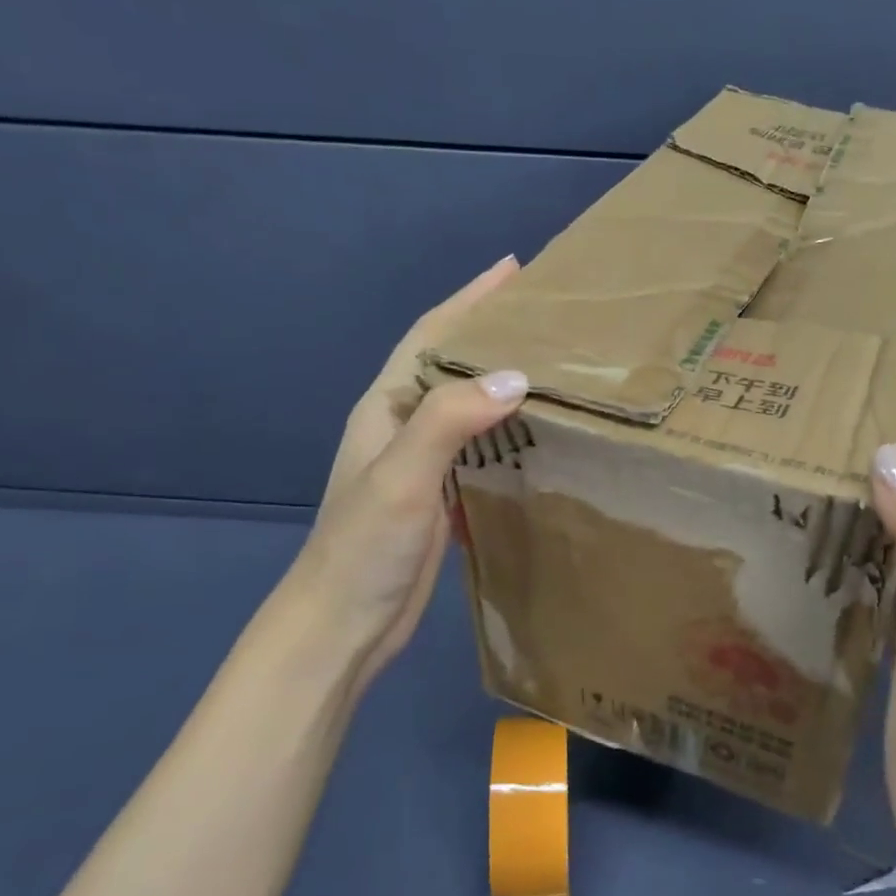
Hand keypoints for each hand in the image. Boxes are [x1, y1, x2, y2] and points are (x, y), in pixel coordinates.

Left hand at [286, 256, 525, 684]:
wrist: (342, 625)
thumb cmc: (363, 547)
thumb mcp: (402, 477)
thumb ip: (449, 421)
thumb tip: (515, 375)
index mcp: (386, 408)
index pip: (430, 336)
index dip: (469, 300)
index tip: (513, 270)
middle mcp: (403, 427)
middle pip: (451, 365)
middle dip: (492, 333)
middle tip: (547, 316)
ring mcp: (421, 464)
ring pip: (469, 407)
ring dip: (503, 381)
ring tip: (554, 364)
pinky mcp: (440, 496)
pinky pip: (480, 447)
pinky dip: (508, 430)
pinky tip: (539, 432)